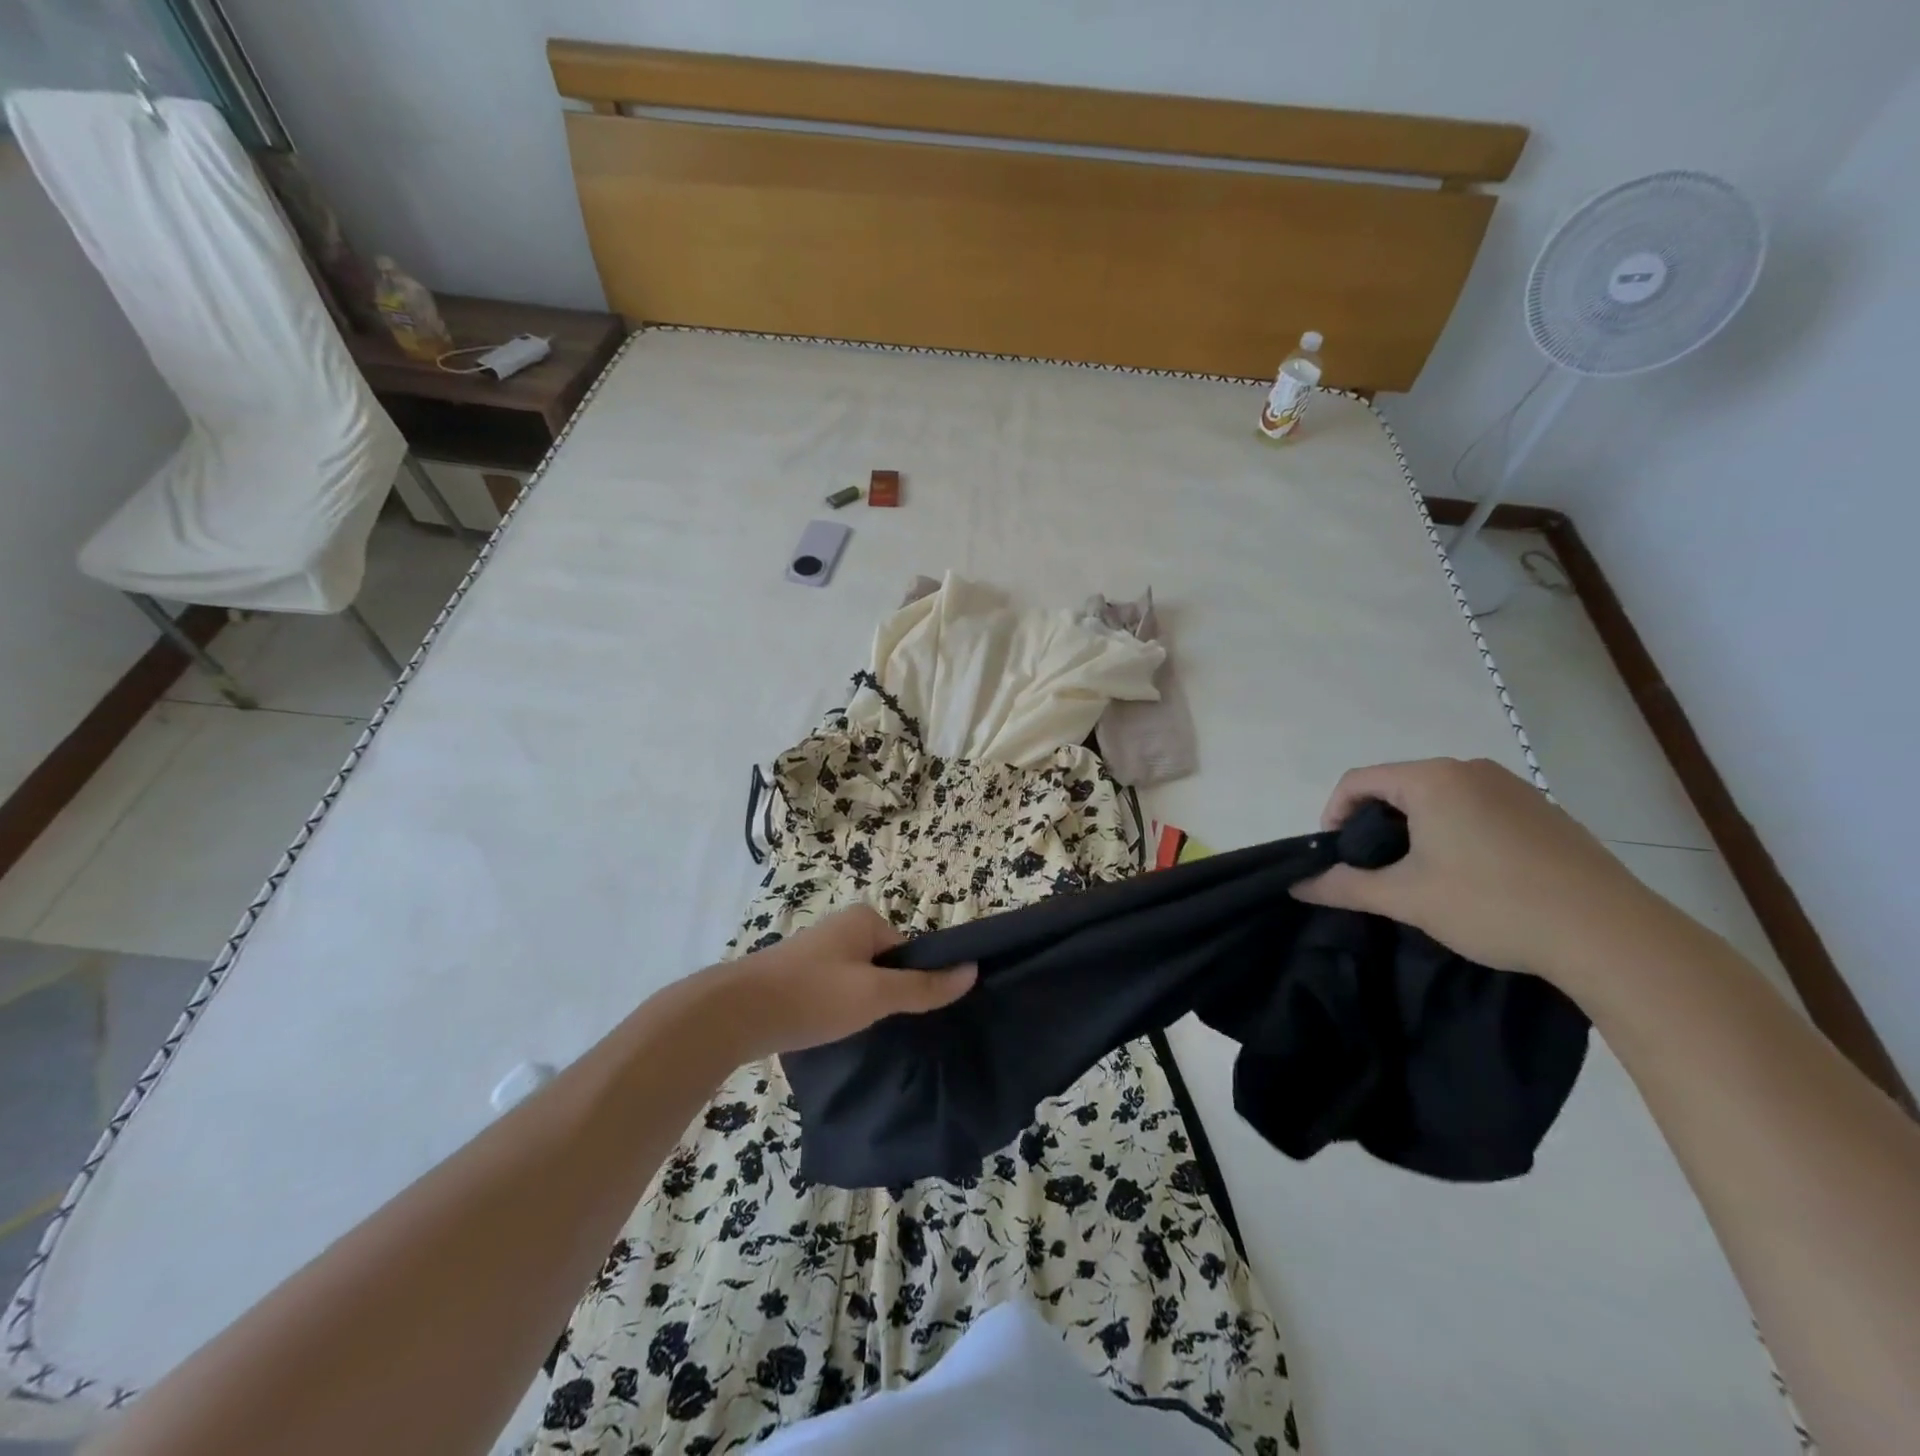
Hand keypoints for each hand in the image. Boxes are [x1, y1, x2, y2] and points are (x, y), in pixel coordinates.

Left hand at [719, 904, 976, 1057]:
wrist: (737, 1013)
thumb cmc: (814, 995)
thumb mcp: (876, 994)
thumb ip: (924, 986)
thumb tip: (972, 970)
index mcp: (864, 919)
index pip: (909, 952)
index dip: (914, 983)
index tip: (907, 1014)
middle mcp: (842, 927)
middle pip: (885, 965)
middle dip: (886, 995)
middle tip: (882, 1025)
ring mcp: (818, 950)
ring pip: (859, 980)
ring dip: (861, 1005)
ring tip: (855, 1032)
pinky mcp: (798, 975)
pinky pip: (835, 990)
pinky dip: (839, 1009)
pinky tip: (832, 1031)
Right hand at [1291, 758, 1660, 988]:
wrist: (1612, 935)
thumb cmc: (1493, 905)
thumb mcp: (1406, 898)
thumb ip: (1344, 885)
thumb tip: (1297, 884)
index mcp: (1433, 779)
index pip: (1358, 781)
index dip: (1333, 816)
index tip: (1336, 858)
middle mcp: (1471, 770)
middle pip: (1398, 786)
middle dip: (1374, 825)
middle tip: (1375, 870)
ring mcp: (1514, 788)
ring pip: (1439, 798)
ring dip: (1415, 829)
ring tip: (1421, 875)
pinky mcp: (1544, 811)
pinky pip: (1477, 809)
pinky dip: (1455, 832)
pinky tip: (1472, 876)